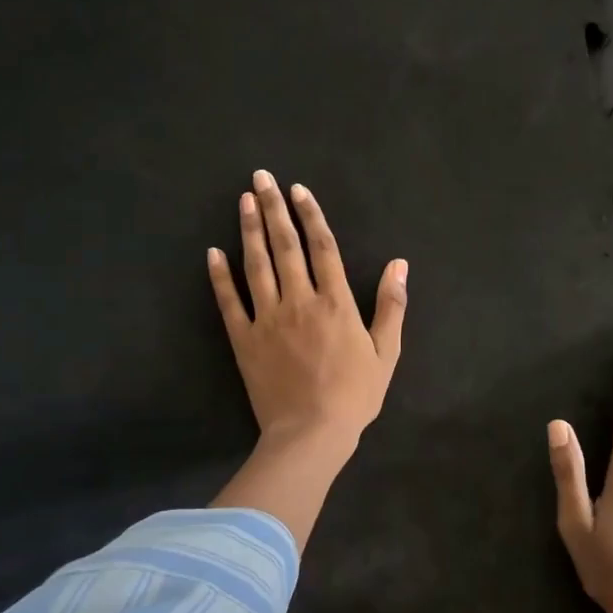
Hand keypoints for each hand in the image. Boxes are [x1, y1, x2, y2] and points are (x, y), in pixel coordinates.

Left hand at [207, 169, 407, 448]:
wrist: (311, 434)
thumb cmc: (354, 395)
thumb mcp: (386, 352)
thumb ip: (391, 306)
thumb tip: (399, 264)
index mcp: (335, 303)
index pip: (322, 247)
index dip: (311, 215)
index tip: (298, 190)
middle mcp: (299, 301)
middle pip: (285, 246)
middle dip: (273, 208)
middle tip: (261, 178)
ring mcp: (267, 319)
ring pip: (256, 265)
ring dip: (249, 230)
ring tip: (243, 200)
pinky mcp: (243, 340)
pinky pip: (229, 302)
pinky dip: (219, 276)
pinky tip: (212, 252)